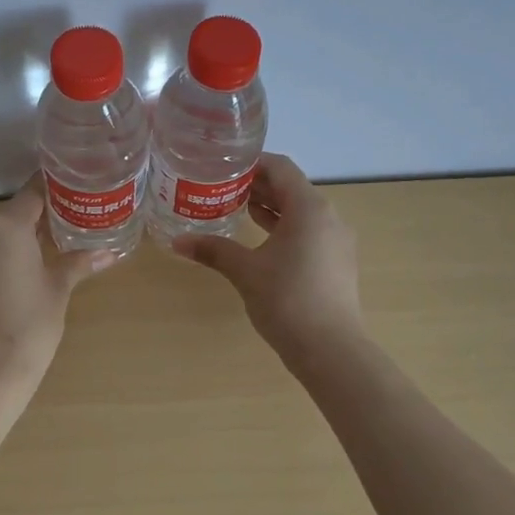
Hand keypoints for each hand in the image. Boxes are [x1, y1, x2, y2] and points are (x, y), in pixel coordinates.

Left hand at [0, 176, 116, 389]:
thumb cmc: (30, 324)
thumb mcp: (59, 288)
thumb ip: (79, 262)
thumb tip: (109, 252)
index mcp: (6, 227)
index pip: (34, 192)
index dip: (58, 186)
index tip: (82, 182)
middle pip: (18, 209)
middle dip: (49, 208)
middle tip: (83, 209)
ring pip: (5, 229)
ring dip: (32, 229)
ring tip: (68, 231)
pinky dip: (16, 246)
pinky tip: (41, 256)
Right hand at [172, 154, 363, 361]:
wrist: (331, 351)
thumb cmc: (287, 300)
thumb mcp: (245, 271)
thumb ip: (213, 250)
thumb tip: (176, 242)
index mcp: (309, 208)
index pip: (281, 168)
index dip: (253, 163)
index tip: (224, 166)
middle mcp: (328, 217)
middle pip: (292, 188)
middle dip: (258, 186)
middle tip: (222, 187)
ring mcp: (337, 241)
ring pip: (301, 212)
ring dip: (271, 208)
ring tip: (236, 208)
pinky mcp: (338, 263)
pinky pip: (309, 232)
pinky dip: (285, 228)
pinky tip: (260, 241)